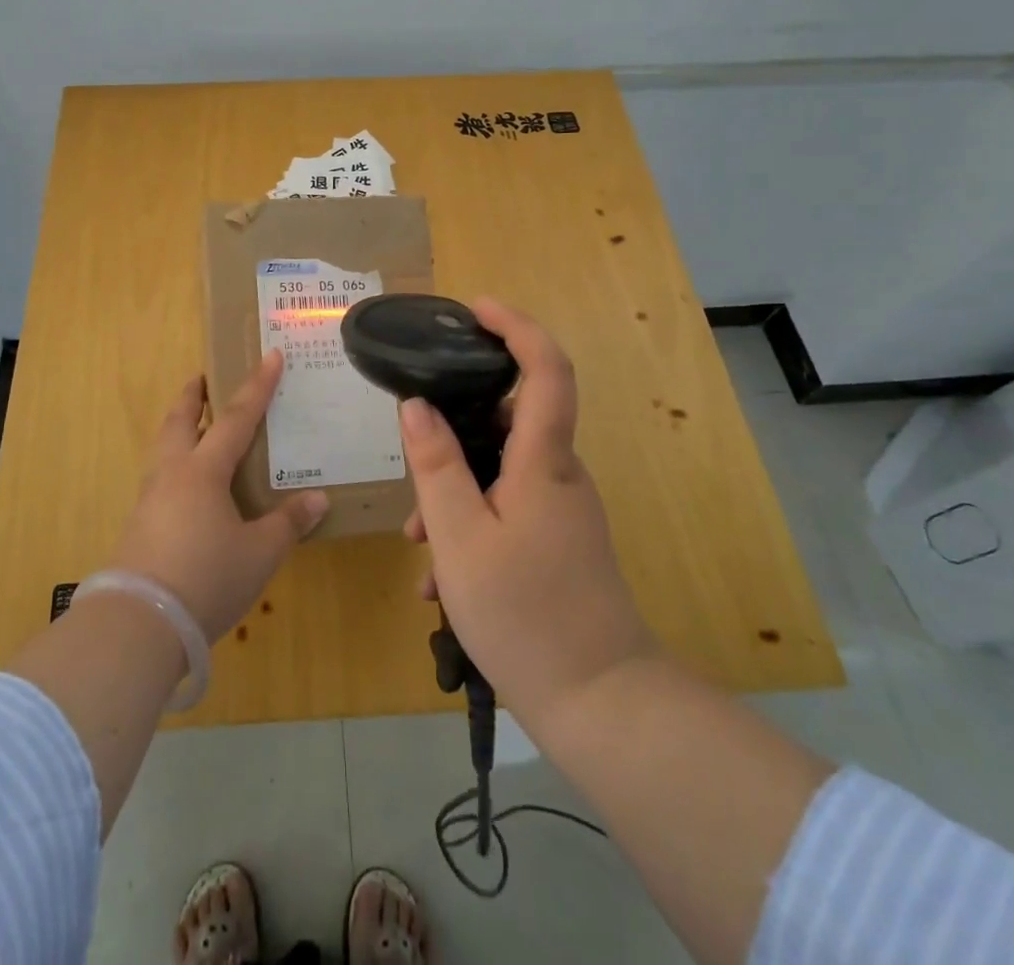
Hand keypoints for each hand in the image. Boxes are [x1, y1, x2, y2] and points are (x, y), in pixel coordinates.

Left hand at [109, 350, 329, 641]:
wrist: (139, 623)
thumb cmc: (206, 577)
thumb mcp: (259, 553)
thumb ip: (288, 523)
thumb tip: (318, 499)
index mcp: (203, 471)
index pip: (236, 418)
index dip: (257, 386)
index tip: (270, 355)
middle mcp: (172, 474)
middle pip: (181, 421)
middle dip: (194, 396)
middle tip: (204, 378)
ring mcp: (149, 499)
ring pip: (164, 448)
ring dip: (180, 428)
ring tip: (196, 425)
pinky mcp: (138, 526)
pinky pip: (160, 478)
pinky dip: (175, 463)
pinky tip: (188, 485)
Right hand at [399, 299, 656, 727]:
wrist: (601, 705)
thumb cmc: (526, 615)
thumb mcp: (460, 539)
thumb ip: (436, 466)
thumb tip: (416, 405)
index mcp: (544, 461)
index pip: (546, 369)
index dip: (517, 326)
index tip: (476, 309)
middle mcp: (560, 475)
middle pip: (510, 419)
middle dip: (455, 429)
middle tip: (412, 453)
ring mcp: (562, 509)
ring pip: (500, 471)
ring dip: (454, 491)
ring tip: (418, 545)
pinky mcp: (558, 541)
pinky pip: (507, 507)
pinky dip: (471, 523)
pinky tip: (439, 581)